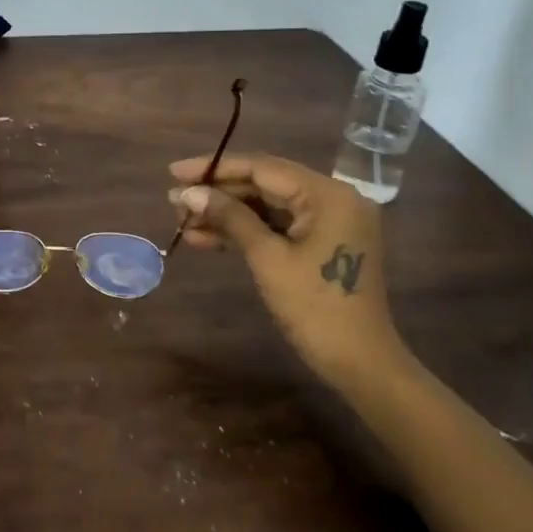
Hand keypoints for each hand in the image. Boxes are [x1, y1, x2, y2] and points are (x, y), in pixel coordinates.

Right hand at [168, 152, 406, 383]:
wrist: (358, 363)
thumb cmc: (315, 307)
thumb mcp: (267, 258)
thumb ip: (230, 218)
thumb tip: (188, 193)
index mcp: (328, 195)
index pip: (262, 168)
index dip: (215, 168)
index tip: (175, 172)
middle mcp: (332, 199)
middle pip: (264, 185)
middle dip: (217, 194)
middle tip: (174, 201)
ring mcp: (327, 223)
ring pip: (266, 207)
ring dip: (225, 215)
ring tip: (182, 221)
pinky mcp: (320, 244)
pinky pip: (276, 227)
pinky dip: (244, 232)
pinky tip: (204, 238)